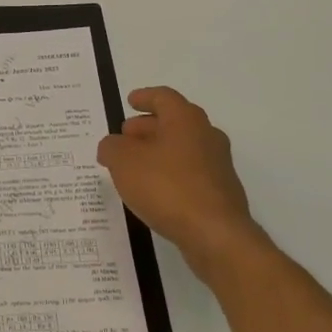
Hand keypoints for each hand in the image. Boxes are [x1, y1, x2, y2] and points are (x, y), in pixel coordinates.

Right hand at [97, 87, 268, 275]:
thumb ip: (112, 147)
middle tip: (124, 136)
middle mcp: (206, 135)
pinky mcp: (219, 191)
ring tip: (132, 166)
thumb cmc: (167, 187)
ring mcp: (217, 164)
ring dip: (157, 152)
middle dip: (147, 127)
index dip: (144, 97)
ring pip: (181, 148)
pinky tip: (153, 190)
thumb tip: (112, 145)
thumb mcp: (124, 162)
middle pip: (174, 122)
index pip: (163, 97)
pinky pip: (188, 173)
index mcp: (185, 119)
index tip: (130, 101)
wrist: (215, 234)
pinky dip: (169, 174)